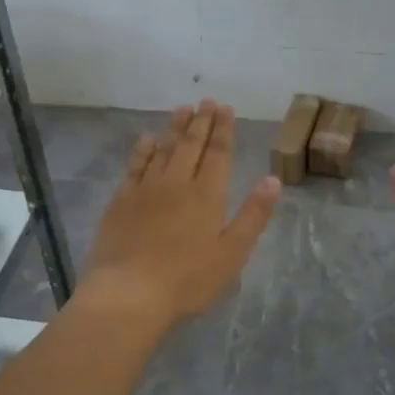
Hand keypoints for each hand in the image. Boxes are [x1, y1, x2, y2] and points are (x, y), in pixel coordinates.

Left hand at [79, 101, 280, 329]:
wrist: (129, 293)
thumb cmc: (188, 280)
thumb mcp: (232, 253)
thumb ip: (253, 215)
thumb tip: (273, 179)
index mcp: (207, 194)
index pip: (218, 153)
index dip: (223, 129)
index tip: (225, 108)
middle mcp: (177, 182)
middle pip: (191, 144)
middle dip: (201, 121)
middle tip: (206, 100)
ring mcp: (146, 189)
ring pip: (164, 148)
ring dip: (175, 127)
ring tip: (183, 108)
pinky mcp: (121, 200)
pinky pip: (135, 165)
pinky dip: (143, 149)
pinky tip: (147, 139)